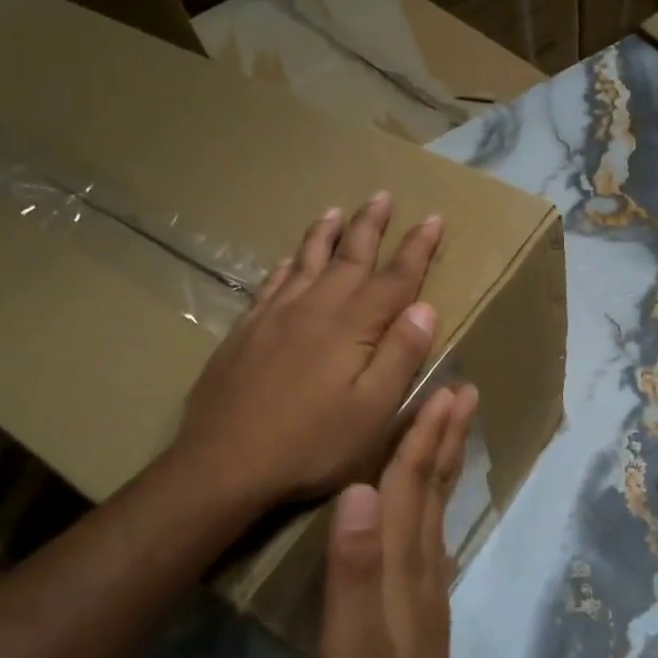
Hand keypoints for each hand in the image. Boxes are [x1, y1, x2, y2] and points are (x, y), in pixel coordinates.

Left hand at [170, 194, 443, 508]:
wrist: (223, 463)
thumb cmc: (311, 444)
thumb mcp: (373, 411)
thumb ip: (400, 356)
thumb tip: (425, 307)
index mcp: (352, 327)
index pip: (394, 278)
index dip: (417, 249)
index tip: (433, 219)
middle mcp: (314, 309)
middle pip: (348, 257)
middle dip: (370, 226)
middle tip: (382, 195)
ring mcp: (274, 317)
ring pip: (306, 262)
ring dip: (325, 234)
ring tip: (336, 210)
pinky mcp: (245, 332)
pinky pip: (271, 285)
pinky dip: (286, 266)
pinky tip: (288, 261)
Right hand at [308, 384, 478, 657]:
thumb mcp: (347, 650)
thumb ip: (352, 571)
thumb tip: (359, 490)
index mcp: (401, 567)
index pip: (409, 485)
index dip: (423, 435)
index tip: (442, 387)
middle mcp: (420, 566)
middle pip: (432, 487)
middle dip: (445, 435)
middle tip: (463, 390)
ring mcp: (424, 588)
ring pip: (434, 507)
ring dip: (444, 460)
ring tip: (452, 425)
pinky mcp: (419, 608)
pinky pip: (428, 532)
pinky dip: (432, 499)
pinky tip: (428, 497)